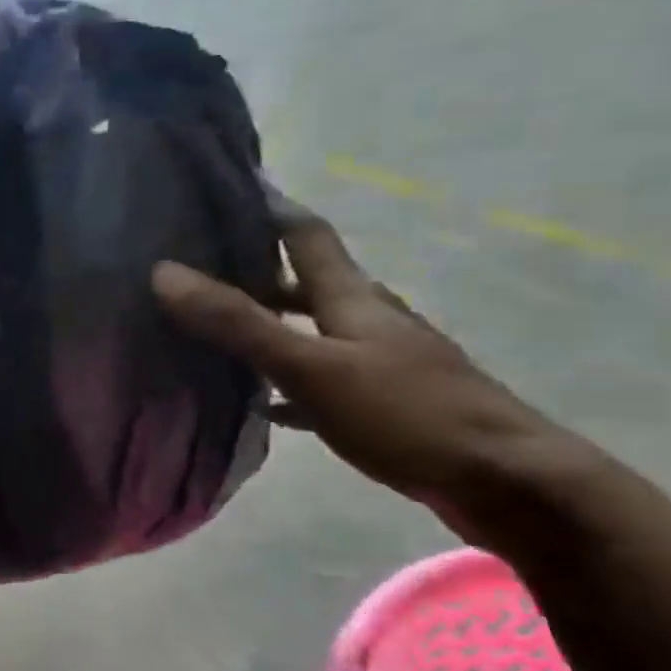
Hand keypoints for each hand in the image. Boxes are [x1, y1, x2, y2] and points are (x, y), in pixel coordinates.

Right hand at [151, 197, 566, 532]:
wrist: (507, 482)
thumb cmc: (405, 413)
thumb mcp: (309, 366)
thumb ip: (237, 322)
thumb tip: (164, 273)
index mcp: (352, 298)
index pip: (307, 236)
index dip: (271, 210)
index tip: (231, 189)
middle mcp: (368, 319)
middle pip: (307, 281)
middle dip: (257, 270)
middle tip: (202, 267)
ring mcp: (381, 360)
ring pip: (314, 328)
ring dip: (271, 323)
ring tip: (217, 328)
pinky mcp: (385, 401)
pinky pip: (321, 376)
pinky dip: (287, 378)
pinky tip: (261, 401)